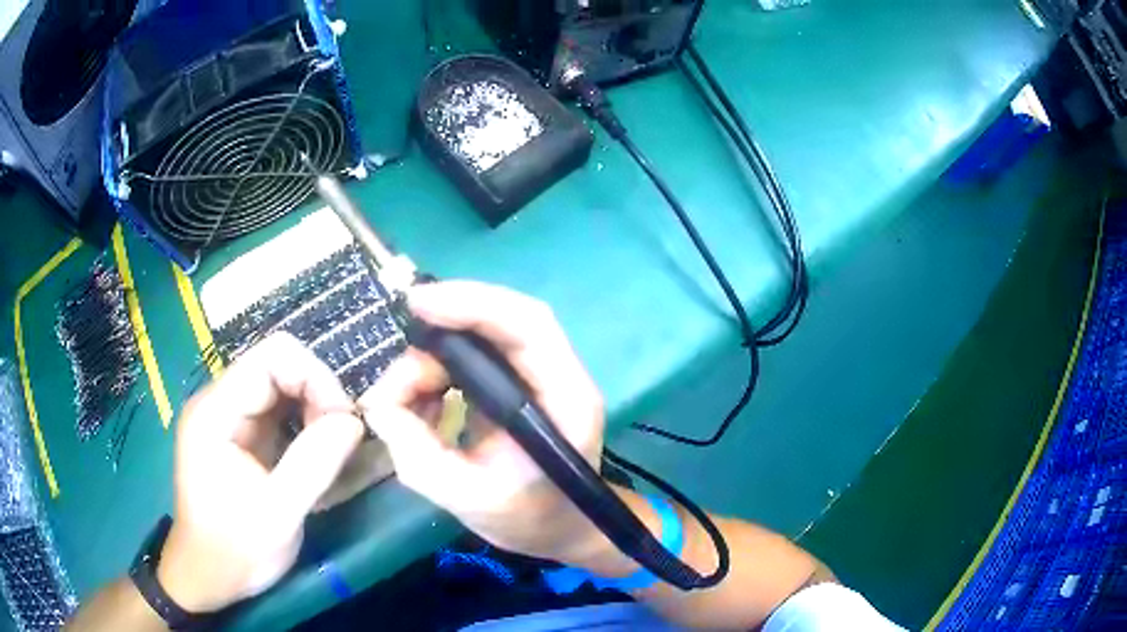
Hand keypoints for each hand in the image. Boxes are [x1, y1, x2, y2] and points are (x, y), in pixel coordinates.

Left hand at [158, 333, 365, 612]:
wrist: (207, 576)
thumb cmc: (236, 549)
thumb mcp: (279, 514)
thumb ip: (314, 464)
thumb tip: (354, 421)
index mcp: (215, 411)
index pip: (272, 357)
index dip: (316, 377)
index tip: (344, 421)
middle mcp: (218, 402)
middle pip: (277, 366)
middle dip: (317, 394)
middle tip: (341, 439)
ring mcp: (227, 417)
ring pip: (280, 385)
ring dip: (313, 409)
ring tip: (331, 448)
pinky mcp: (238, 434)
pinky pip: (277, 410)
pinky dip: (303, 423)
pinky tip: (315, 452)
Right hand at [360, 282, 607, 564]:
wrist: (559, 527)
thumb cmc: (528, 519)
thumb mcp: (468, 500)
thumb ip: (418, 454)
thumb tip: (377, 403)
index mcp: (567, 399)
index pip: (527, 325)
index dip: (473, 303)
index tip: (418, 305)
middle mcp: (557, 374)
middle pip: (500, 321)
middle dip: (439, 337)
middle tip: (396, 381)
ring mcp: (536, 374)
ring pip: (479, 338)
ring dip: (432, 361)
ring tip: (404, 401)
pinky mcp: (515, 380)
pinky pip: (470, 358)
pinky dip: (437, 373)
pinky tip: (421, 404)